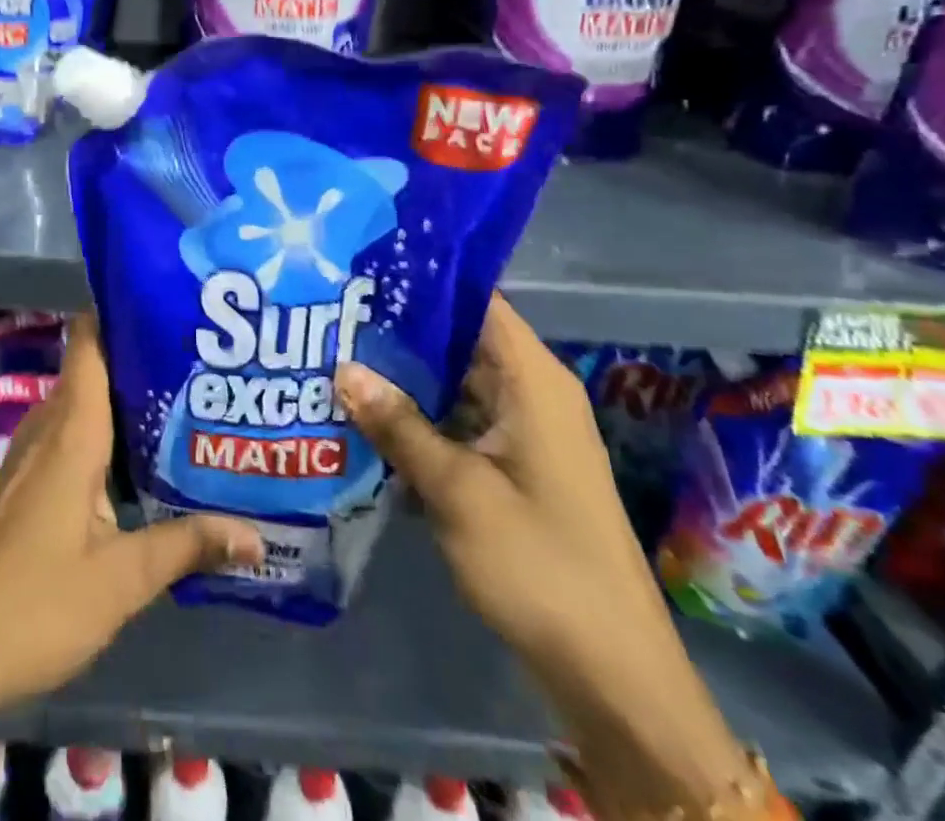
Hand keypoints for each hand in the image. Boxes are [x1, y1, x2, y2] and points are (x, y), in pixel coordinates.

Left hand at [0, 313, 263, 723]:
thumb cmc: (38, 604)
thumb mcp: (122, 580)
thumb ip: (187, 546)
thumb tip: (256, 533)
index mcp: (71, 433)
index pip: (87, 343)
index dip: (119, 312)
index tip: (167, 303)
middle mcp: (49, 429)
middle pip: (93, 367)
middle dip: (139, 354)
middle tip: (197, 353)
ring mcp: (34, 454)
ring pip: (83, 401)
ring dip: (124, 393)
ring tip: (184, 393)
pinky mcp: (30, 480)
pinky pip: (73, 431)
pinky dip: (107, 426)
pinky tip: (143, 451)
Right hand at [334, 293, 658, 668]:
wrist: (612, 675)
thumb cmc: (540, 564)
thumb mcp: (457, 490)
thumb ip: (398, 425)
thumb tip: (342, 368)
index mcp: (534, 381)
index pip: (477, 301)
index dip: (423, 281)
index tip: (363, 270)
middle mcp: (532, 394)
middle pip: (460, 339)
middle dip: (399, 329)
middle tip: (332, 314)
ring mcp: (524, 433)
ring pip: (454, 383)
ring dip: (403, 377)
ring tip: (336, 355)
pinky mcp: (513, 467)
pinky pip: (458, 421)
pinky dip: (419, 416)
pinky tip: (366, 415)